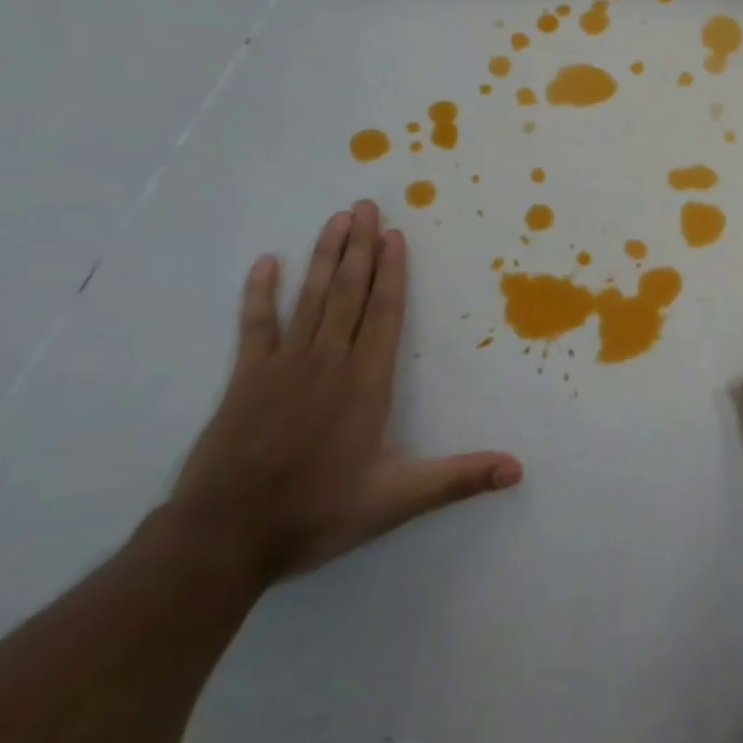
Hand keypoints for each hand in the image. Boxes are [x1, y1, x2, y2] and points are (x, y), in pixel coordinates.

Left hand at [165, 200, 522, 585]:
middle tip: (365, 205)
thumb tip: (518, 470)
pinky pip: (256, 324)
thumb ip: (459, 478)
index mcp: (366, 380)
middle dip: (360, 246)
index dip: (392, 271)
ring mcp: (284, 364)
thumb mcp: (398, 499)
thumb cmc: (317, 511)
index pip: (384, 312)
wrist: (224, 537)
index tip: (394, 233)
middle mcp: (329, 360)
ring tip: (336, 219)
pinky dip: (260, 292)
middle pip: (349, 291)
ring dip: (325, 256)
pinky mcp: (246, 378)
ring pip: (311, 296)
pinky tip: (267, 263)